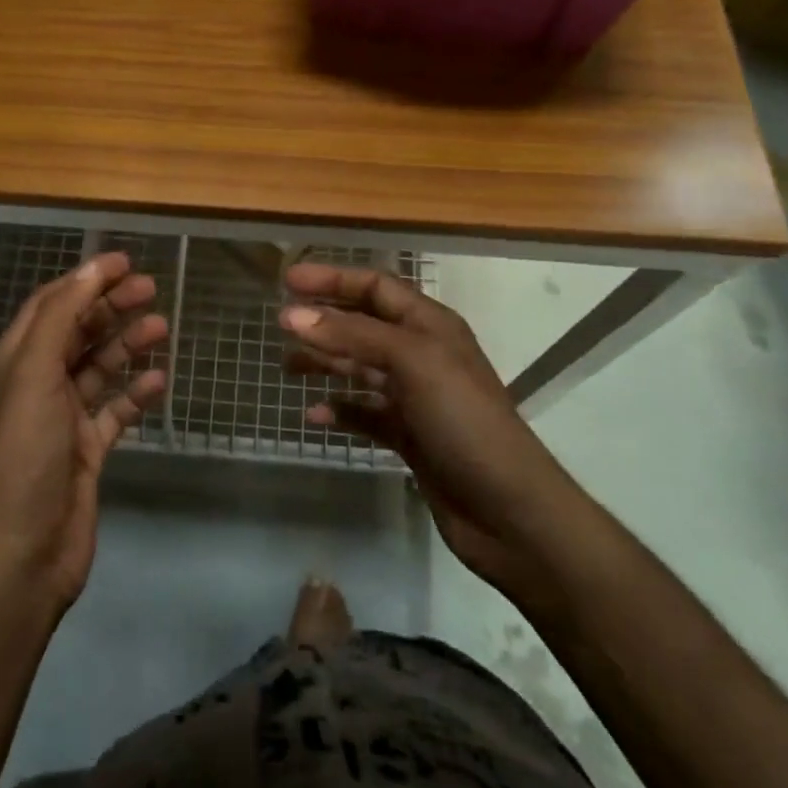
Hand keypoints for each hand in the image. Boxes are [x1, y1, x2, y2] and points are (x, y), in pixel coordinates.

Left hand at [0, 252, 167, 610]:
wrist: (29, 544)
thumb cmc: (29, 450)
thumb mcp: (36, 372)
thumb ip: (60, 318)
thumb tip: (90, 269)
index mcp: (18, 361)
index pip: (52, 304)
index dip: (85, 279)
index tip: (124, 261)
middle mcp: (39, 383)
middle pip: (78, 332)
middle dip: (111, 307)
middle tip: (152, 289)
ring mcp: (64, 418)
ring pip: (100, 368)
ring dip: (128, 345)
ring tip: (162, 328)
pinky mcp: (87, 449)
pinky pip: (116, 410)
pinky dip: (137, 394)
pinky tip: (161, 382)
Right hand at [279, 264, 569, 587]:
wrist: (507, 509)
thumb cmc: (463, 420)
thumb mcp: (412, 362)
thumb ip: (352, 335)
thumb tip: (292, 315)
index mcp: (430, 325)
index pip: (376, 286)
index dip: (333, 278)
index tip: (287, 280)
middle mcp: (422, 354)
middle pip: (364, 325)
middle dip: (324, 320)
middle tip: (280, 322)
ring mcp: (416, 397)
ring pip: (360, 369)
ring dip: (325, 362)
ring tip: (286, 366)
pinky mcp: (409, 436)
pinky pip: (365, 414)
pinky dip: (339, 411)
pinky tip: (313, 415)